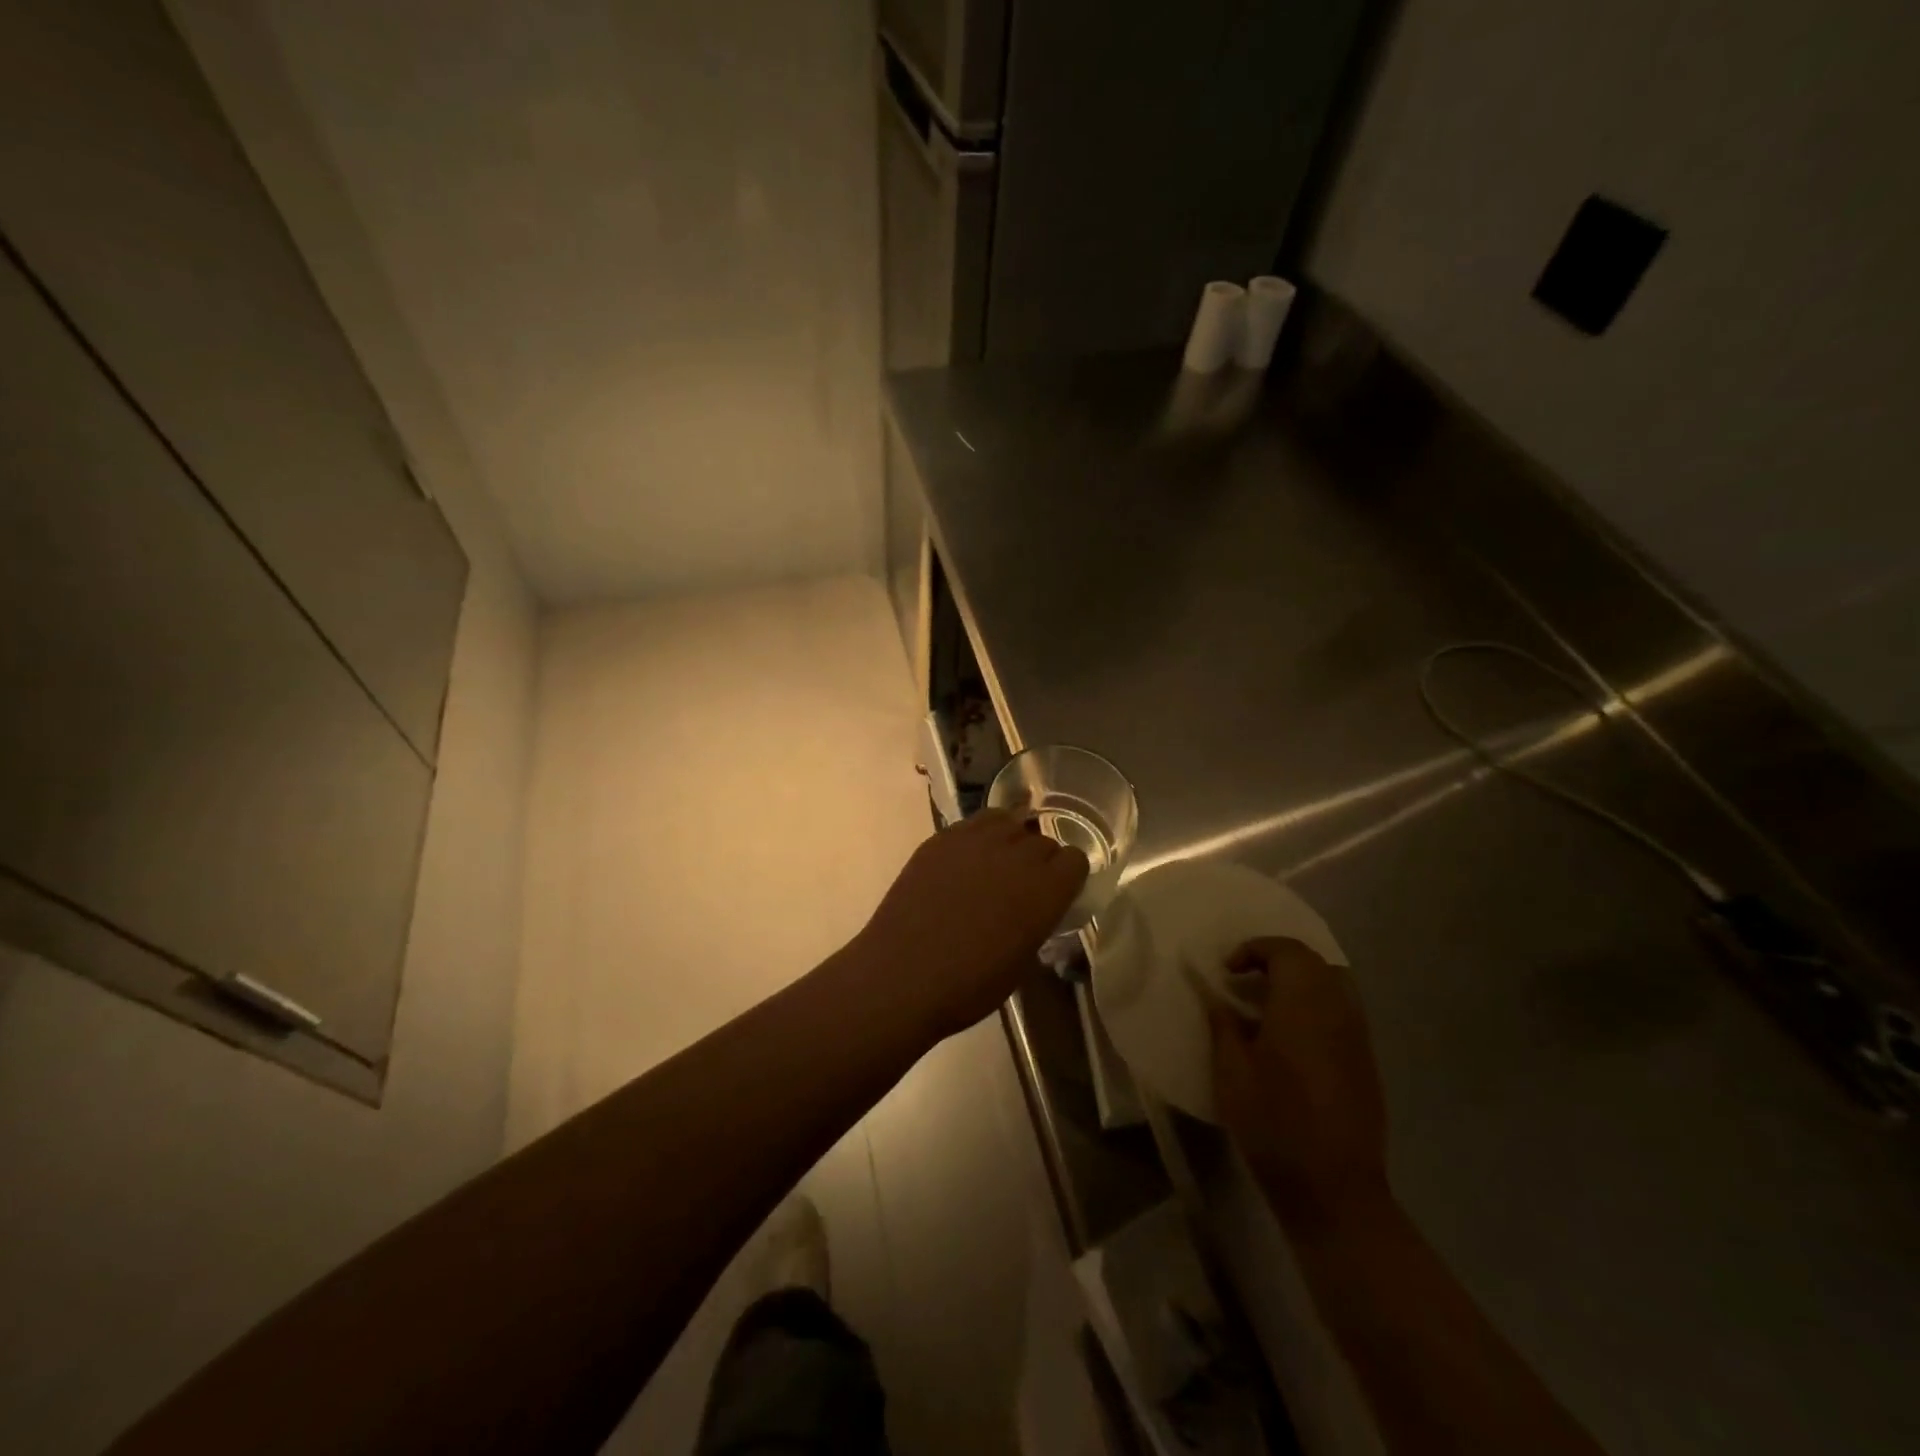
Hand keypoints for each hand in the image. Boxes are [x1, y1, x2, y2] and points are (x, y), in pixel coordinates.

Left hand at [854, 809, 1086, 1041]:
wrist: (902, 976)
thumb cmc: (968, 985)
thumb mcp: (1022, 961)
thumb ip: (1037, 921)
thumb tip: (1035, 908)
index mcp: (1045, 888)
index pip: (1075, 858)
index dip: (1067, 876)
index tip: (1056, 892)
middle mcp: (1016, 854)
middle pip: (1042, 840)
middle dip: (1039, 860)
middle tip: (1021, 886)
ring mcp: (975, 841)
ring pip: (1007, 821)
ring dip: (1009, 839)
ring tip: (995, 864)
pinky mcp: (940, 839)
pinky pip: (971, 825)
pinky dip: (975, 839)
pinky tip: (962, 864)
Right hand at [1210, 937, 1392, 1235]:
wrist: (1334, 1189)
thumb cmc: (1273, 1123)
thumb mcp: (1231, 1070)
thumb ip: (1223, 1023)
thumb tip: (1215, 994)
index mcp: (1304, 1005)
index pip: (1286, 951)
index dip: (1254, 950)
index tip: (1228, 971)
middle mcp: (1338, 1011)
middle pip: (1314, 962)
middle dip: (1277, 961)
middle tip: (1245, 981)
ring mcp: (1358, 1038)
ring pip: (1333, 985)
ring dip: (1299, 983)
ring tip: (1266, 1006)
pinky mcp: (1366, 1063)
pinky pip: (1342, 1013)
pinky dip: (1315, 1008)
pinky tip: (1291, 1039)